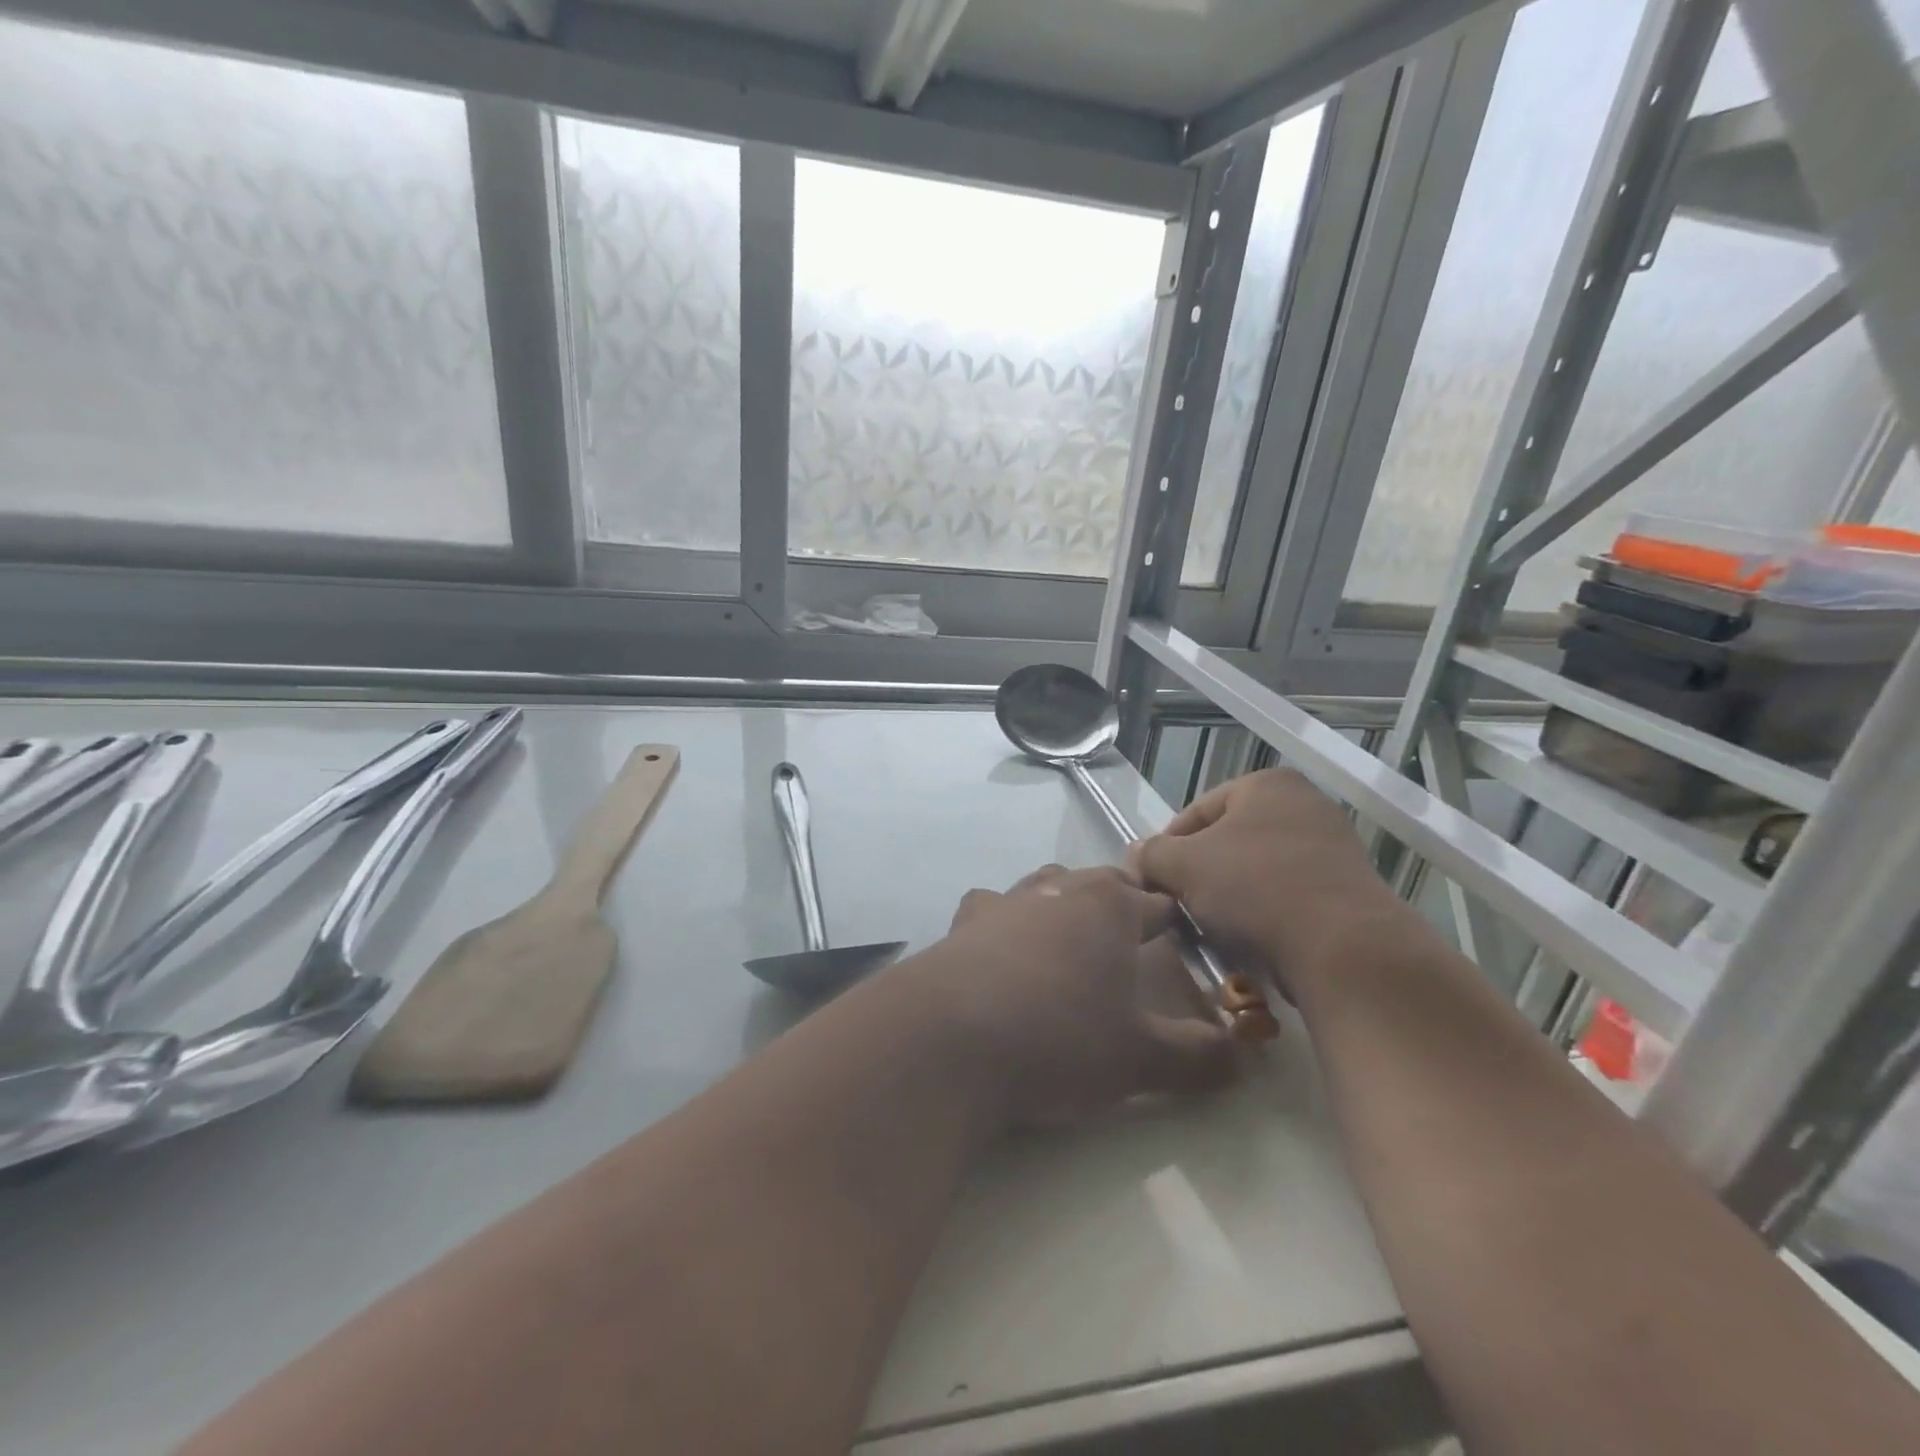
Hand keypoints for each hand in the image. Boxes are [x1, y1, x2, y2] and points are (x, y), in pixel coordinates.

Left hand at [913, 865, 1237, 1125]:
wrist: (946, 1040)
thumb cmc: (1057, 1037)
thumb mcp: (1138, 1058)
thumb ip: (1197, 1055)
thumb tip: (1244, 1057)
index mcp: (1109, 906)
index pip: (1158, 903)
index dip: (1177, 923)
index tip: (1187, 946)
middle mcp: (1057, 889)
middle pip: (1100, 884)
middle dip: (1120, 908)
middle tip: (1130, 949)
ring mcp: (1004, 902)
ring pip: (1046, 887)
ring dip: (1062, 908)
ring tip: (1069, 948)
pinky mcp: (962, 925)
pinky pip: (993, 911)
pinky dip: (1006, 926)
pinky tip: (1002, 959)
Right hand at [1130, 769, 1417, 997]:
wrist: (1344, 949)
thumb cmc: (1256, 889)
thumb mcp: (1184, 866)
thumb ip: (1152, 854)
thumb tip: (1137, 856)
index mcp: (1267, 784)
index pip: (1196, 812)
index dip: (1167, 848)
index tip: (1153, 883)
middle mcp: (1305, 805)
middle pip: (1227, 841)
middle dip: (1199, 874)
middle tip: (1179, 906)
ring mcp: (1332, 847)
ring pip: (1256, 870)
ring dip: (1229, 896)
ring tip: (1211, 928)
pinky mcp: (1347, 889)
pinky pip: (1288, 895)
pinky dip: (1264, 912)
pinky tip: (1249, 939)